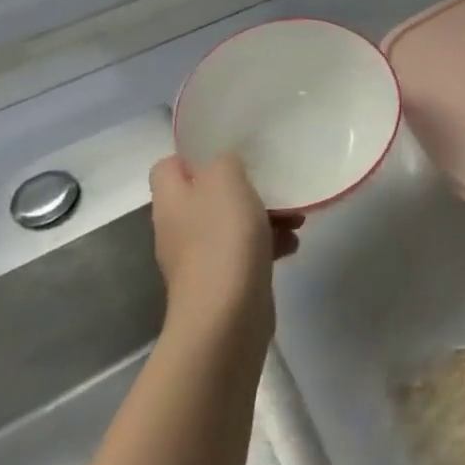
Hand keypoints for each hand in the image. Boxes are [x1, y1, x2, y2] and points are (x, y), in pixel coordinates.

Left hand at [149, 154, 296, 353]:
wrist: (227, 314)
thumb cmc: (223, 239)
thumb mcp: (226, 182)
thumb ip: (224, 162)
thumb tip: (225, 164)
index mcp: (172, 201)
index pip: (168, 166)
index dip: (196, 154)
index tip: (233, 149)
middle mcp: (179, 227)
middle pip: (208, 194)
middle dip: (245, 187)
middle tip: (275, 183)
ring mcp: (200, 256)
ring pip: (233, 222)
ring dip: (266, 216)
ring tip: (295, 218)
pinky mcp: (223, 279)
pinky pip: (247, 250)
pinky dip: (269, 244)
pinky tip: (291, 245)